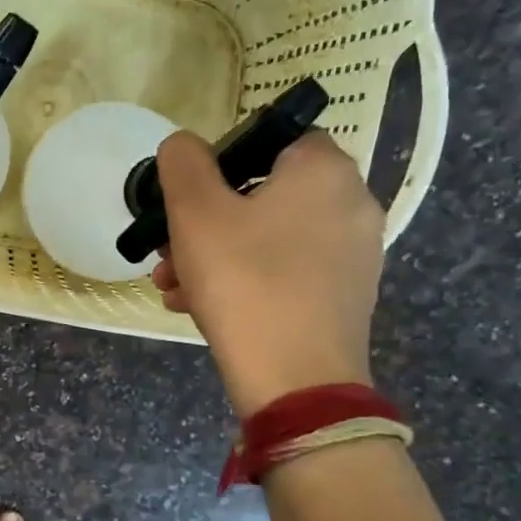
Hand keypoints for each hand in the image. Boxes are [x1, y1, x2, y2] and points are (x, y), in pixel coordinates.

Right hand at [151, 129, 384, 415]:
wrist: (295, 381)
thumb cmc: (244, 281)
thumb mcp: (195, 211)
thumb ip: (184, 162)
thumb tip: (184, 146)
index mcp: (324, 171)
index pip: (273, 138)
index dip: (223, 160)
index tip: (188, 197)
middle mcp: (350, 205)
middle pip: (263, 195)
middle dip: (205, 221)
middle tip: (168, 249)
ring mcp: (352, 255)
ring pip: (268, 238)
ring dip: (214, 254)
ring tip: (172, 285)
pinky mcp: (343, 297)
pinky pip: (284, 271)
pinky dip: (244, 279)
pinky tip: (198, 308)